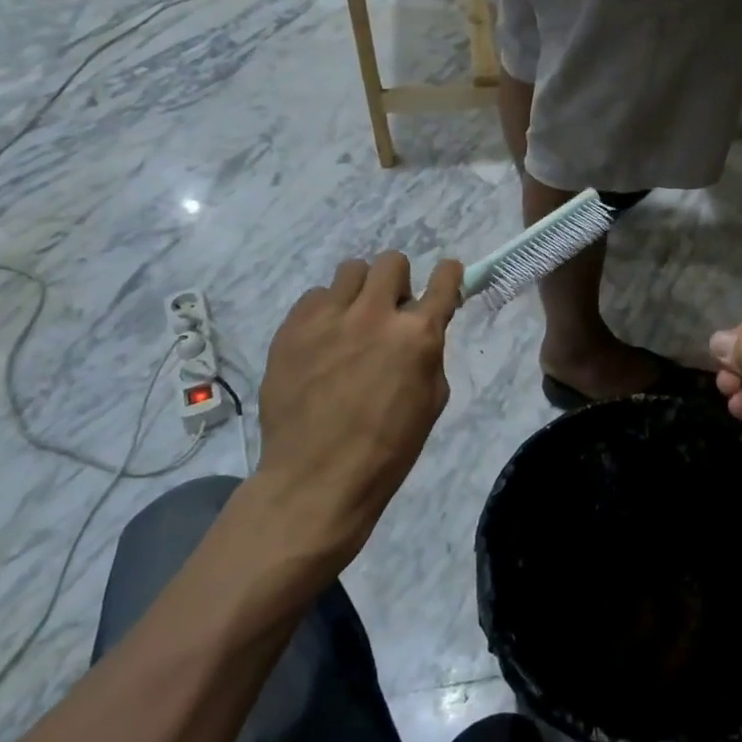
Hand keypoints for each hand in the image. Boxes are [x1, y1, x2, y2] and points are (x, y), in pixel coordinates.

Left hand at [251, 252, 462, 570]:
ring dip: (360, 291)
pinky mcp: (292, 327)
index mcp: (417, 335)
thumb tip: (420, 331)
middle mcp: (375, 314)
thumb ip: (429, 353)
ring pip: (351, 270)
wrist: (315, 480)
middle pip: (392, 262)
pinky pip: (314, 296)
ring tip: (351, 322)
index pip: (444, 280)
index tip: (446, 275)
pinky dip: (324, 312)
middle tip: (390, 311)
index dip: (448, 274)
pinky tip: (321, 342)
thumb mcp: (431, 401)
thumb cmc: (387, 449)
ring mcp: (329, 317)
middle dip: (397, 282)